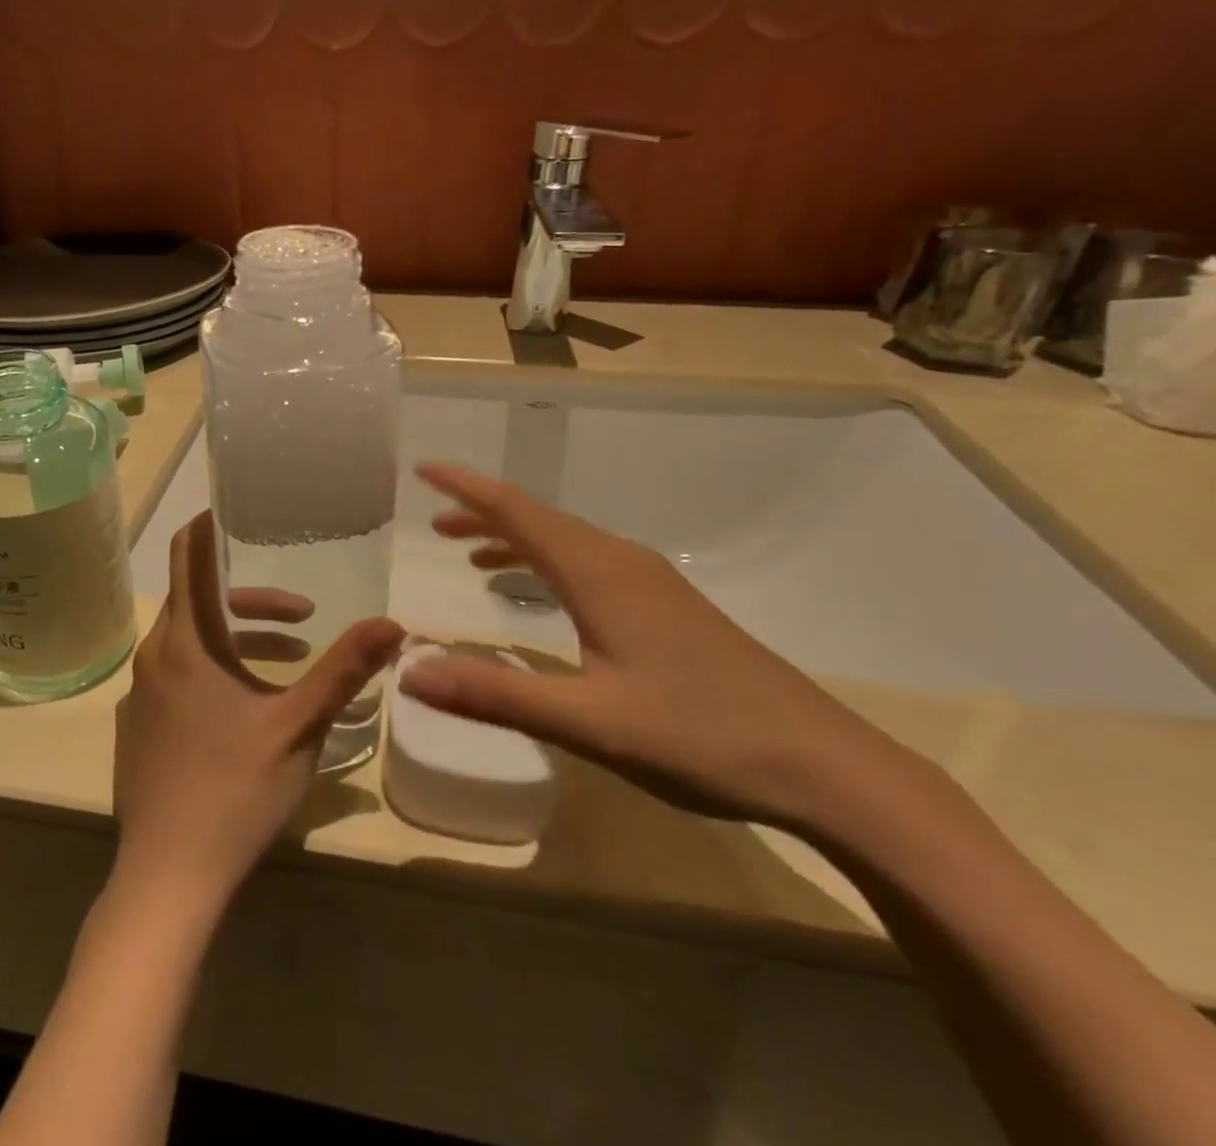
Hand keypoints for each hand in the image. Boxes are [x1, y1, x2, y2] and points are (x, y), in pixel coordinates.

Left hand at [113, 512, 404, 907]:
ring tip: (291, 659)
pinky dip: (213, 671)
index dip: (210, 525)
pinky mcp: (137, 727)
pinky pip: (176, 676)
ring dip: (238, 640)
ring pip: (191, 642)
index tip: (242, 511)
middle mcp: (154, 656)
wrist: (167, 878)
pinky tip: (247, 709)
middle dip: (251, 600)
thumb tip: (394, 624)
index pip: (187, 555)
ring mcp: (139, 694)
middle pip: (199, 601)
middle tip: (302, 613)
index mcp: (187, 643)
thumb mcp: (298, 726)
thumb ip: (344, 671)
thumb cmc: (234, 791)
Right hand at [399, 462, 907, 831]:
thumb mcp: (589, 722)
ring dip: (514, 539)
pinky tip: (541, 595)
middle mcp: (621, 562)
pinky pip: (588, 564)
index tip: (423, 469)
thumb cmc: (701, 737)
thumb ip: (495, 693)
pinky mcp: (667, 606)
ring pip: (565, 541)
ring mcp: (650, 582)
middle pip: (538, 519)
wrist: (826, 766)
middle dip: (482, 513)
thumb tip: (409, 671)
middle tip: (434, 522)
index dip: (466, 487)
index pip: (517, 511)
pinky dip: (547, 565)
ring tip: (470, 553)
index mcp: (598, 573)